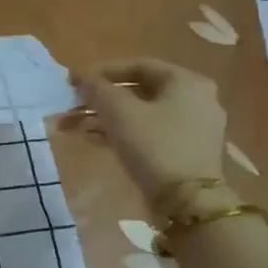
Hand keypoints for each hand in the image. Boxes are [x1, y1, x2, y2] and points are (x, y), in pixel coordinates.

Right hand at [72, 58, 226, 206]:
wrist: (188, 202)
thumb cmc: (155, 147)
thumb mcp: (120, 113)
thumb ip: (98, 89)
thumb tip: (82, 77)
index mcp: (186, 81)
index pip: (138, 65)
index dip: (101, 71)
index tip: (74, 81)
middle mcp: (196, 98)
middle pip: (138, 90)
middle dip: (100, 99)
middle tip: (71, 106)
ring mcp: (193, 126)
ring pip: (141, 113)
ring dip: (105, 117)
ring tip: (74, 127)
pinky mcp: (186, 150)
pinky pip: (149, 132)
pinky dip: (122, 132)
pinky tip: (94, 140)